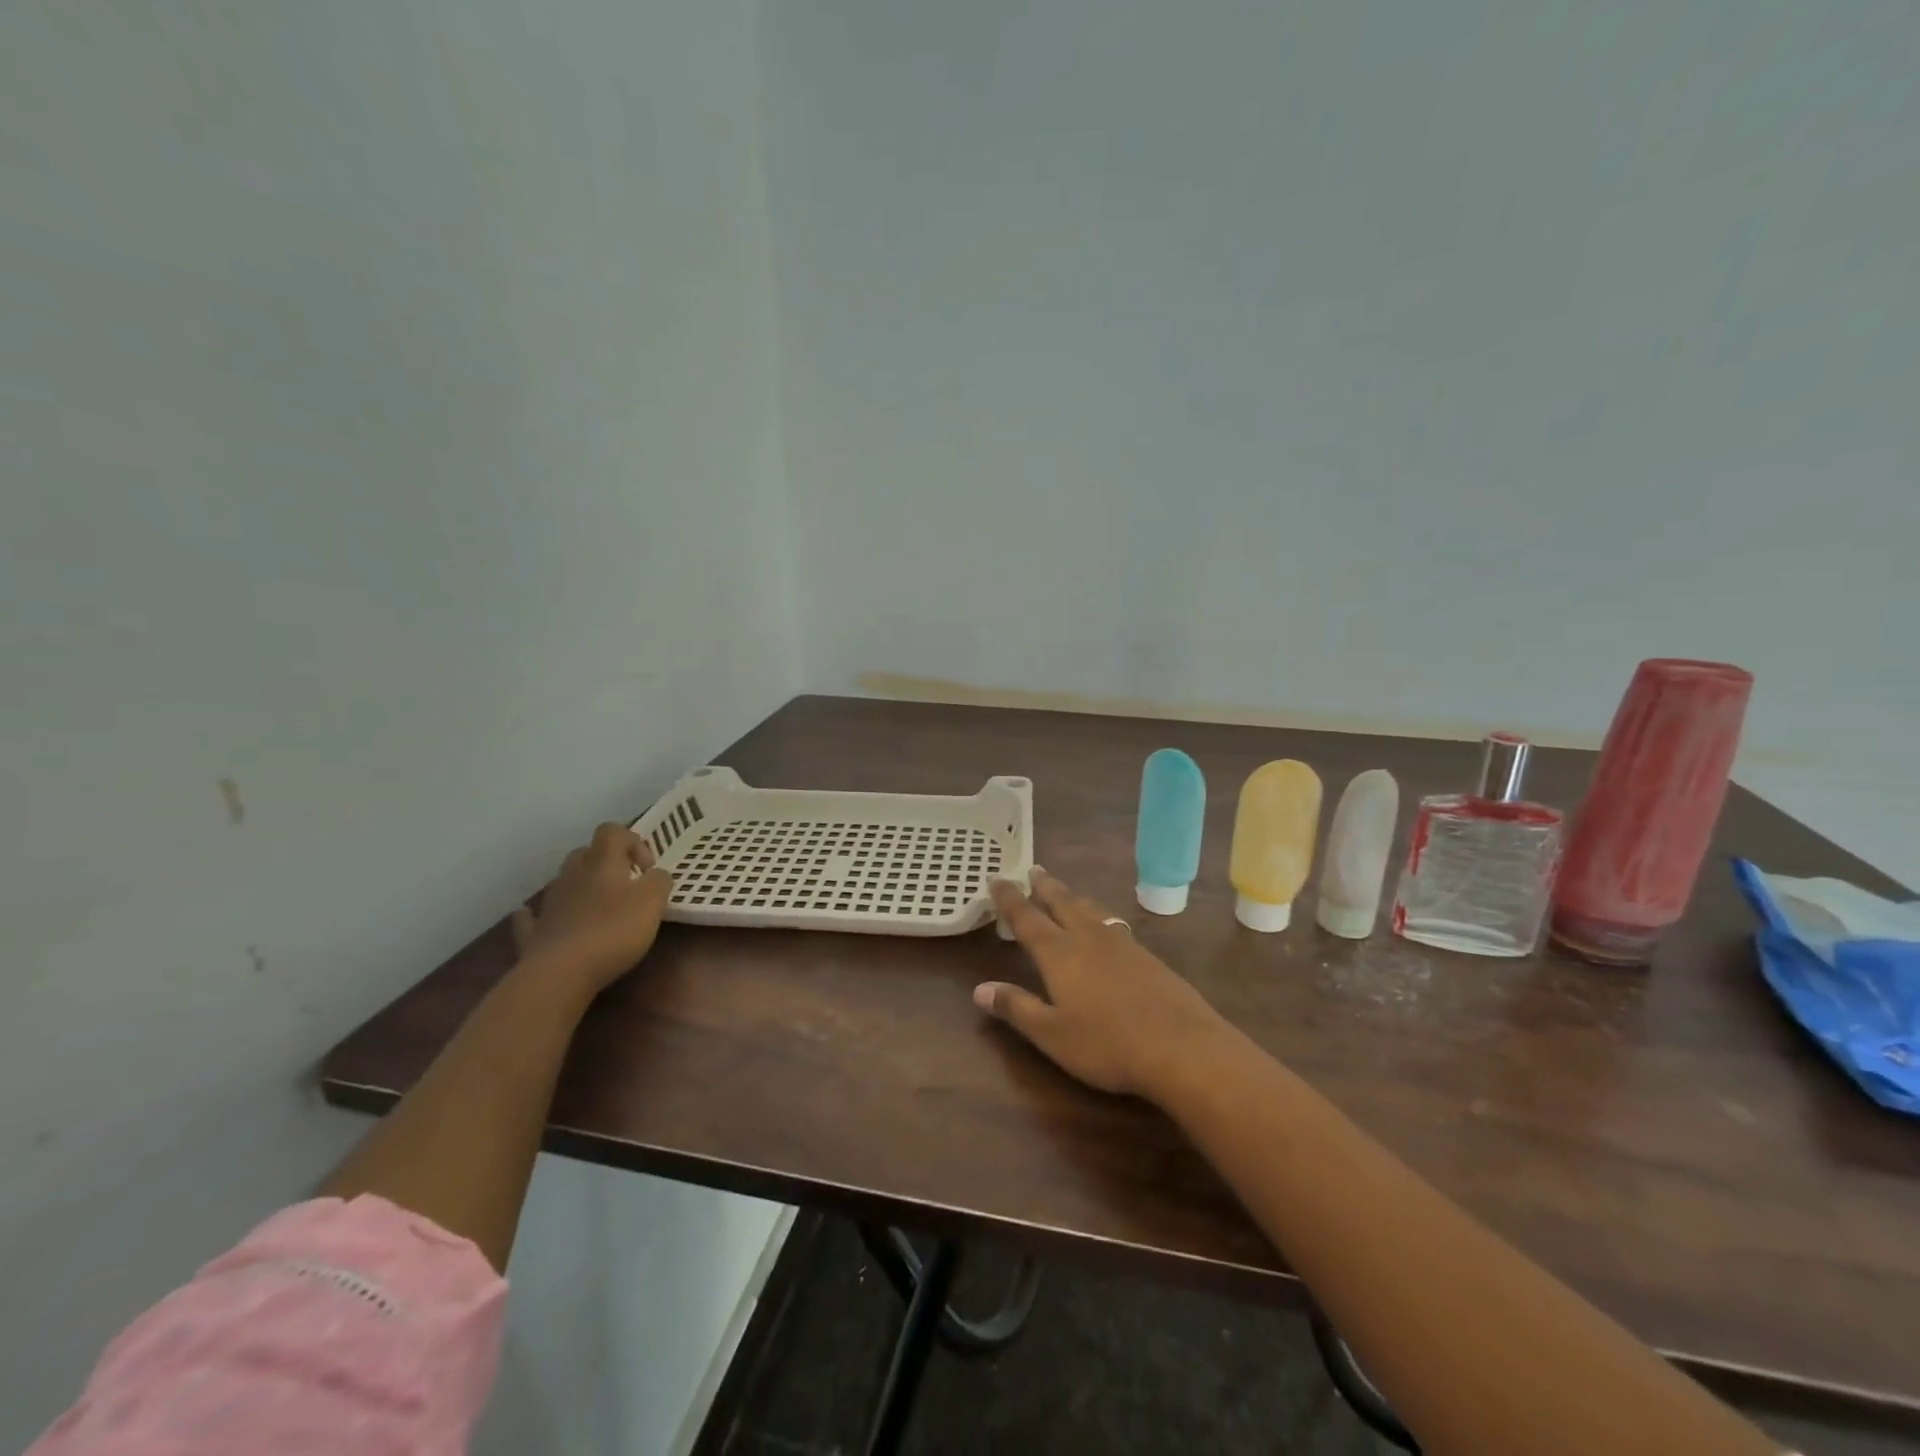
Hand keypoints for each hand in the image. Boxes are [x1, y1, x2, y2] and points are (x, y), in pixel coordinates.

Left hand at [512, 823, 673, 994]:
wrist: (560, 973)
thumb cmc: (614, 930)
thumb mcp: (653, 901)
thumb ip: (659, 881)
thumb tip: (656, 875)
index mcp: (602, 862)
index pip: (613, 832)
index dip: (633, 842)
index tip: (646, 869)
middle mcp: (572, 875)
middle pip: (585, 854)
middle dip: (606, 864)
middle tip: (625, 886)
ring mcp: (549, 903)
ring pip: (563, 881)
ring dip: (580, 887)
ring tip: (599, 909)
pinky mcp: (535, 933)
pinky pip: (534, 916)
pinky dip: (542, 915)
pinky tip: (550, 921)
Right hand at [977, 868, 1228, 1097]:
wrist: (1183, 1047)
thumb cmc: (1108, 1045)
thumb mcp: (1052, 1035)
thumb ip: (1017, 1007)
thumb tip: (979, 988)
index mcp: (1060, 954)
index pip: (1027, 919)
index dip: (1010, 899)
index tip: (996, 878)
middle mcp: (1089, 938)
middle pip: (1062, 903)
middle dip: (1044, 886)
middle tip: (1034, 869)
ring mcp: (1122, 944)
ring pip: (1091, 909)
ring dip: (1073, 897)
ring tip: (1065, 892)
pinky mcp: (1147, 956)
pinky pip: (1113, 923)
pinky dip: (1099, 915)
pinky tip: (1106, 926)